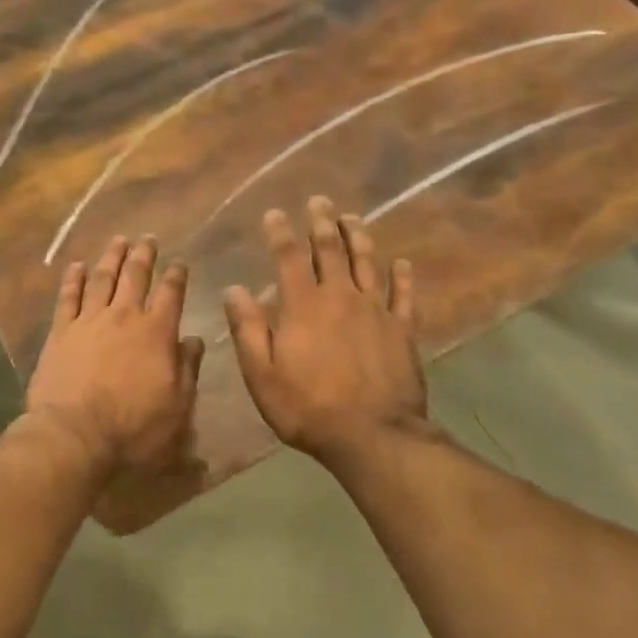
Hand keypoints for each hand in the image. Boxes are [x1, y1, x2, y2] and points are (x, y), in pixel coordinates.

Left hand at [27, 235, 205, 479]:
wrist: (75, 435)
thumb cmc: (134, 427)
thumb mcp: (178, 406)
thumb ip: (188, 368)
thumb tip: (193, 340)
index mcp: (157, 332)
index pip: (171, 293)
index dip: (177, 275)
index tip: (180, 262)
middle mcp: (124, 317)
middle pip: (135, 276)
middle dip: (144, 255)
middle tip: (148, 238)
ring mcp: (89, 321)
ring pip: (103, 278)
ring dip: (112, 257)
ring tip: (118, 240)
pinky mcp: (61, 332)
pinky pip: (68, 297)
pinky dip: (73, 278)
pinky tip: (77, 265)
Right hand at [223, 197, 427, 466]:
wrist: (372, 436)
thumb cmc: (308, 408)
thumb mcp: (262, 374)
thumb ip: (248, 329)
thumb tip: (234, 290)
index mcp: (303, 305)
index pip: (288, 257)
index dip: (280, 232)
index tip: (275, 212)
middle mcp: (340, 296)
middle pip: (330, 249)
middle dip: (322, 222)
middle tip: (320, 200)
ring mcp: (376, 310)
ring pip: (367, 262)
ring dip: (359, 236)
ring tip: (353, 217)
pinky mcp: (402, 329)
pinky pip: (404, 295)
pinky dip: (403, 276)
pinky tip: (402, 263)